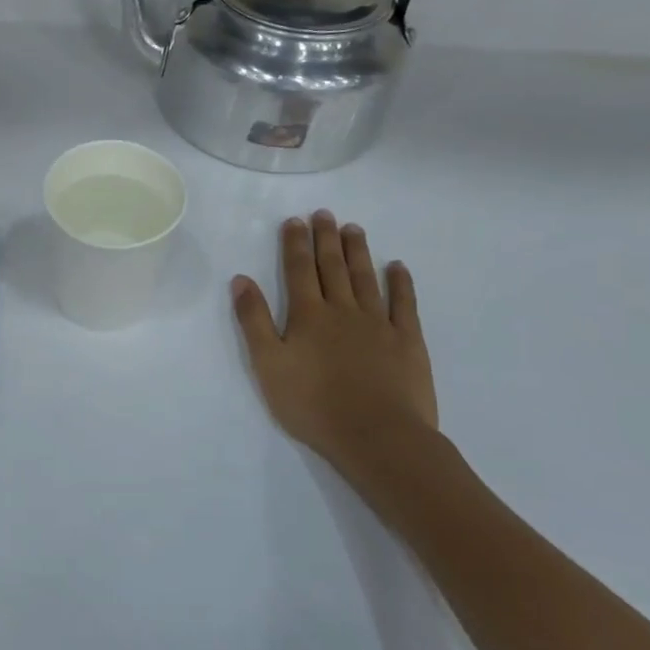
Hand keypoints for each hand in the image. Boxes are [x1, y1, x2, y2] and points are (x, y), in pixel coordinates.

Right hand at [231, 211, 452, 501]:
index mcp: (307, 315)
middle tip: (324, 214)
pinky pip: (405, 304)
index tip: (294, 220)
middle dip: (325, 239)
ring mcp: (379, 323)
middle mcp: (343, 310)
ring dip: (358, 252)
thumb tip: (241, 279)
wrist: (377, 436)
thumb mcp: (268, 365)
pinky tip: (397, 267)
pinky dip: (400, 283)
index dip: (295, 244)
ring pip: (365, 278)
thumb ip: (254, 320)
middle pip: (332, 267)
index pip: (298, 270)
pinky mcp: (408, 341)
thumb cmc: (312, 404)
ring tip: (353, 229)